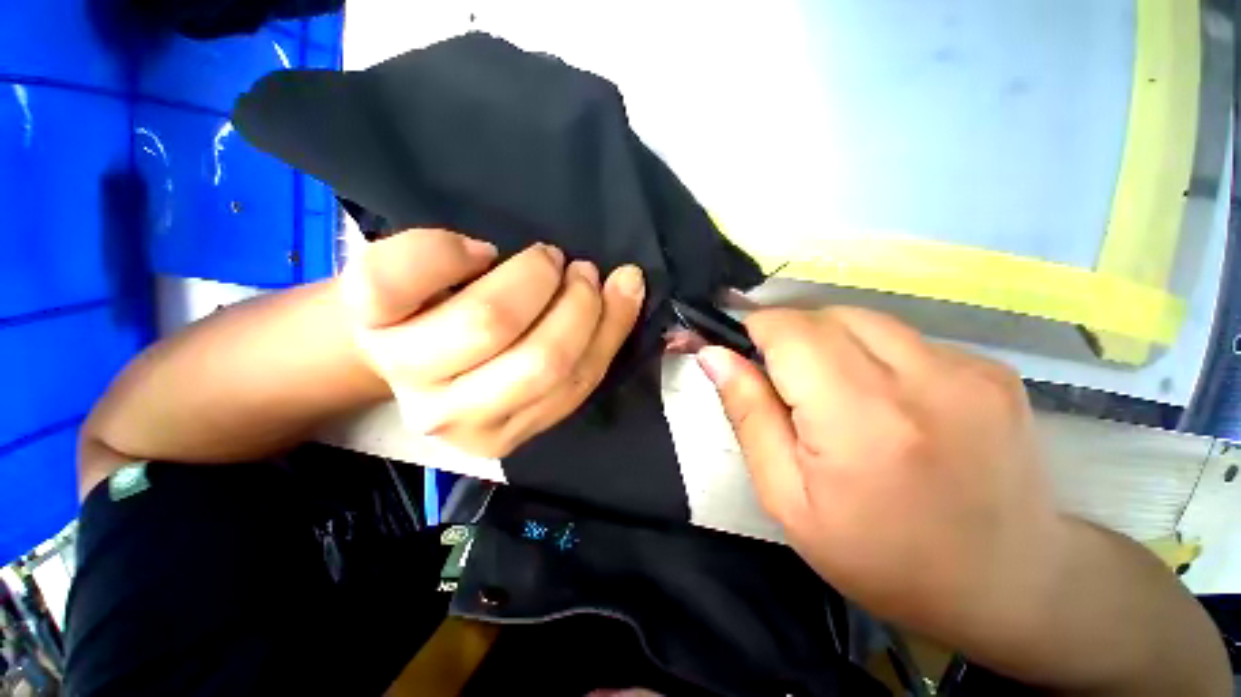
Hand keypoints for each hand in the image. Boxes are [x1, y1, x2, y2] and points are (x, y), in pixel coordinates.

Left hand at [344, 229, 644, 457]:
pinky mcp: (369, 319)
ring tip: (545, 259)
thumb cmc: (480, 350)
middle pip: (539, 361)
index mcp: (500, 431)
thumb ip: (586, 340)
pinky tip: (476, 251)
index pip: (573, 384)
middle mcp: (450, 415)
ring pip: (489, 321)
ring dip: (533, 276)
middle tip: (580, 270)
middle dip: (576, 305)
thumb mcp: (537, 360)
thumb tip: (629, 286)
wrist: (398, 336)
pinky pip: (404, 276)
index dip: (607, 326)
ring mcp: (405, 370)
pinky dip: (450, 250)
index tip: (618, 286)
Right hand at [697, 307, 1065, 645]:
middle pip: (825, 314)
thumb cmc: (881, 556)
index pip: (789, 330)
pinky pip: (903, 337)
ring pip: (863, 318)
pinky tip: (887, 400)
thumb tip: (713, 355)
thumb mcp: (787, 497)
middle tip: (784, 384)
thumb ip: (747, 414)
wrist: (1009, 584)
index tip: (742, 353)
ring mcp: (968, 367)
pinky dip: (874, 354)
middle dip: (788, 337)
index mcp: (861, 420)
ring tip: (834, 395)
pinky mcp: (991, 368)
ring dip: (829, 343)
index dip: (754, 330)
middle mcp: (922, 379)